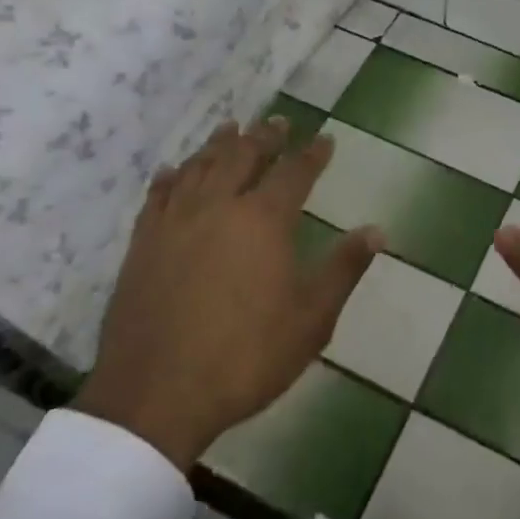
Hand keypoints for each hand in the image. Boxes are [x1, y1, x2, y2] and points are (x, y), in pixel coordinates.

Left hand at [75, 119, 382, 470]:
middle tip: (278, 122)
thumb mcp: (311, 319)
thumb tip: (378, 230)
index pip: (294, 173)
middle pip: (244, 157)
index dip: (313, 153)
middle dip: (265, 137)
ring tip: (230, 129)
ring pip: (200, 168)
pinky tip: (173, 171)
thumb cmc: (245, 357)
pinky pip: (157, 197)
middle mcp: (219, 207)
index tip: (325, 137)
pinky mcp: (141, 245)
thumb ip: (344, 269)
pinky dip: (170, 178)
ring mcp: (175, 223)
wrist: (155, 396)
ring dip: (219, 145)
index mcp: (264, 221)